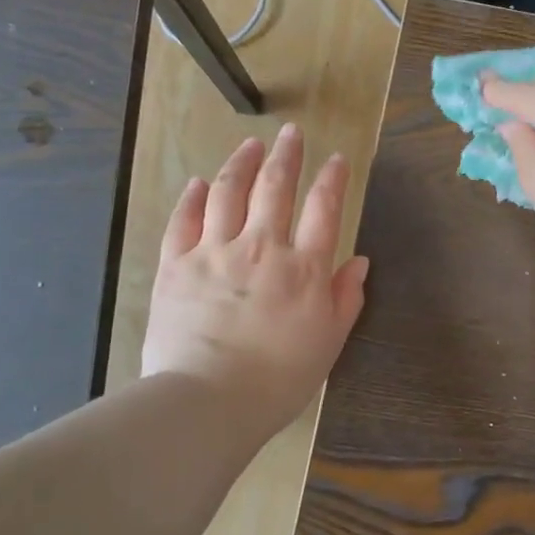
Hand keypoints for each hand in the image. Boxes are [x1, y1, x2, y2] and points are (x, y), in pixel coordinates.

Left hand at [141, 123, 368, 437]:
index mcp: (304, 269)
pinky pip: (184, 220)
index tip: (336, 159)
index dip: (332, 179)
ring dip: (242, 163)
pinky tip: (201, 183)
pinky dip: (194, 197)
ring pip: (229, 192)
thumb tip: (359, 262)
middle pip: (275, 188)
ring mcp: (214, 252)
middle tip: (291, 133)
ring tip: (250, 144)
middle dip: (286, 155)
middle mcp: (261, 248)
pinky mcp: (175, 265)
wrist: (209, 401)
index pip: (323, 209)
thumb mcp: (328, 344)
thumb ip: (345, 299)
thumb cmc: (279, 380)